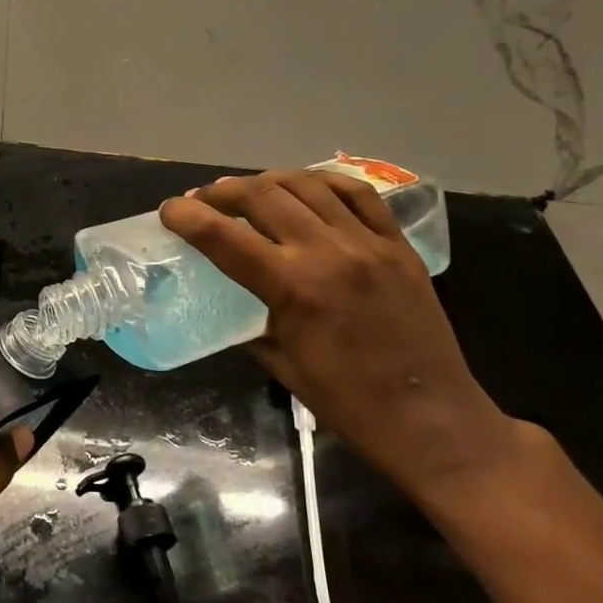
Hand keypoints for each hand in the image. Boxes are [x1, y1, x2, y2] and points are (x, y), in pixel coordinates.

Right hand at [159, 170, 519, 502]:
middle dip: (222, 192)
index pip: (224, 236)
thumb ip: (249, 320)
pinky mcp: (399, 245)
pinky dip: (324, 181)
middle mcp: (328, 252)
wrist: (434, 421)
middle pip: (262, 196)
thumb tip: (227, 297)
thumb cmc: (349, 404)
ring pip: (306, 185)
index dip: (187, 216)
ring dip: (267, 181)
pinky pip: (359, 194)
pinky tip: (306, 187)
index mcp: (293, 288)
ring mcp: (368, 243)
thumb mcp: (281, 365)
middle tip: (203, 200)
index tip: (168, 210)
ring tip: (248, 191)